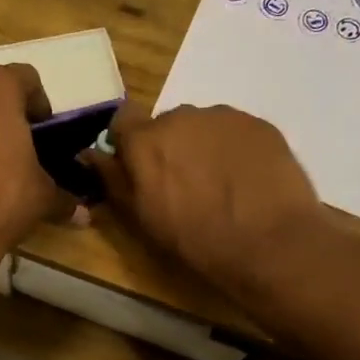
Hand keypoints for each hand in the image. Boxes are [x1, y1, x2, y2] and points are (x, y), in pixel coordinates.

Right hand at [90, 104, 323, 292]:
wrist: (270, 243)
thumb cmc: (195, 239)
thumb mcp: (142, 217)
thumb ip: (113, 179)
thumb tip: (89, 154)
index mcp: (146, 139)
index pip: (122, 119)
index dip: (127, 141)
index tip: (136, 166)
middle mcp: (182, 116)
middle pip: (165, 124)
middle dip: (168, 147)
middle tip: (182, 183)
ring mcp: (224, 117)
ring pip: (202, 126)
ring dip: (201, 146)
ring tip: (219, 183)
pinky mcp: (259, 124)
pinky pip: (234, 131)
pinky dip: (233, 149)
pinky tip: (245, 179)